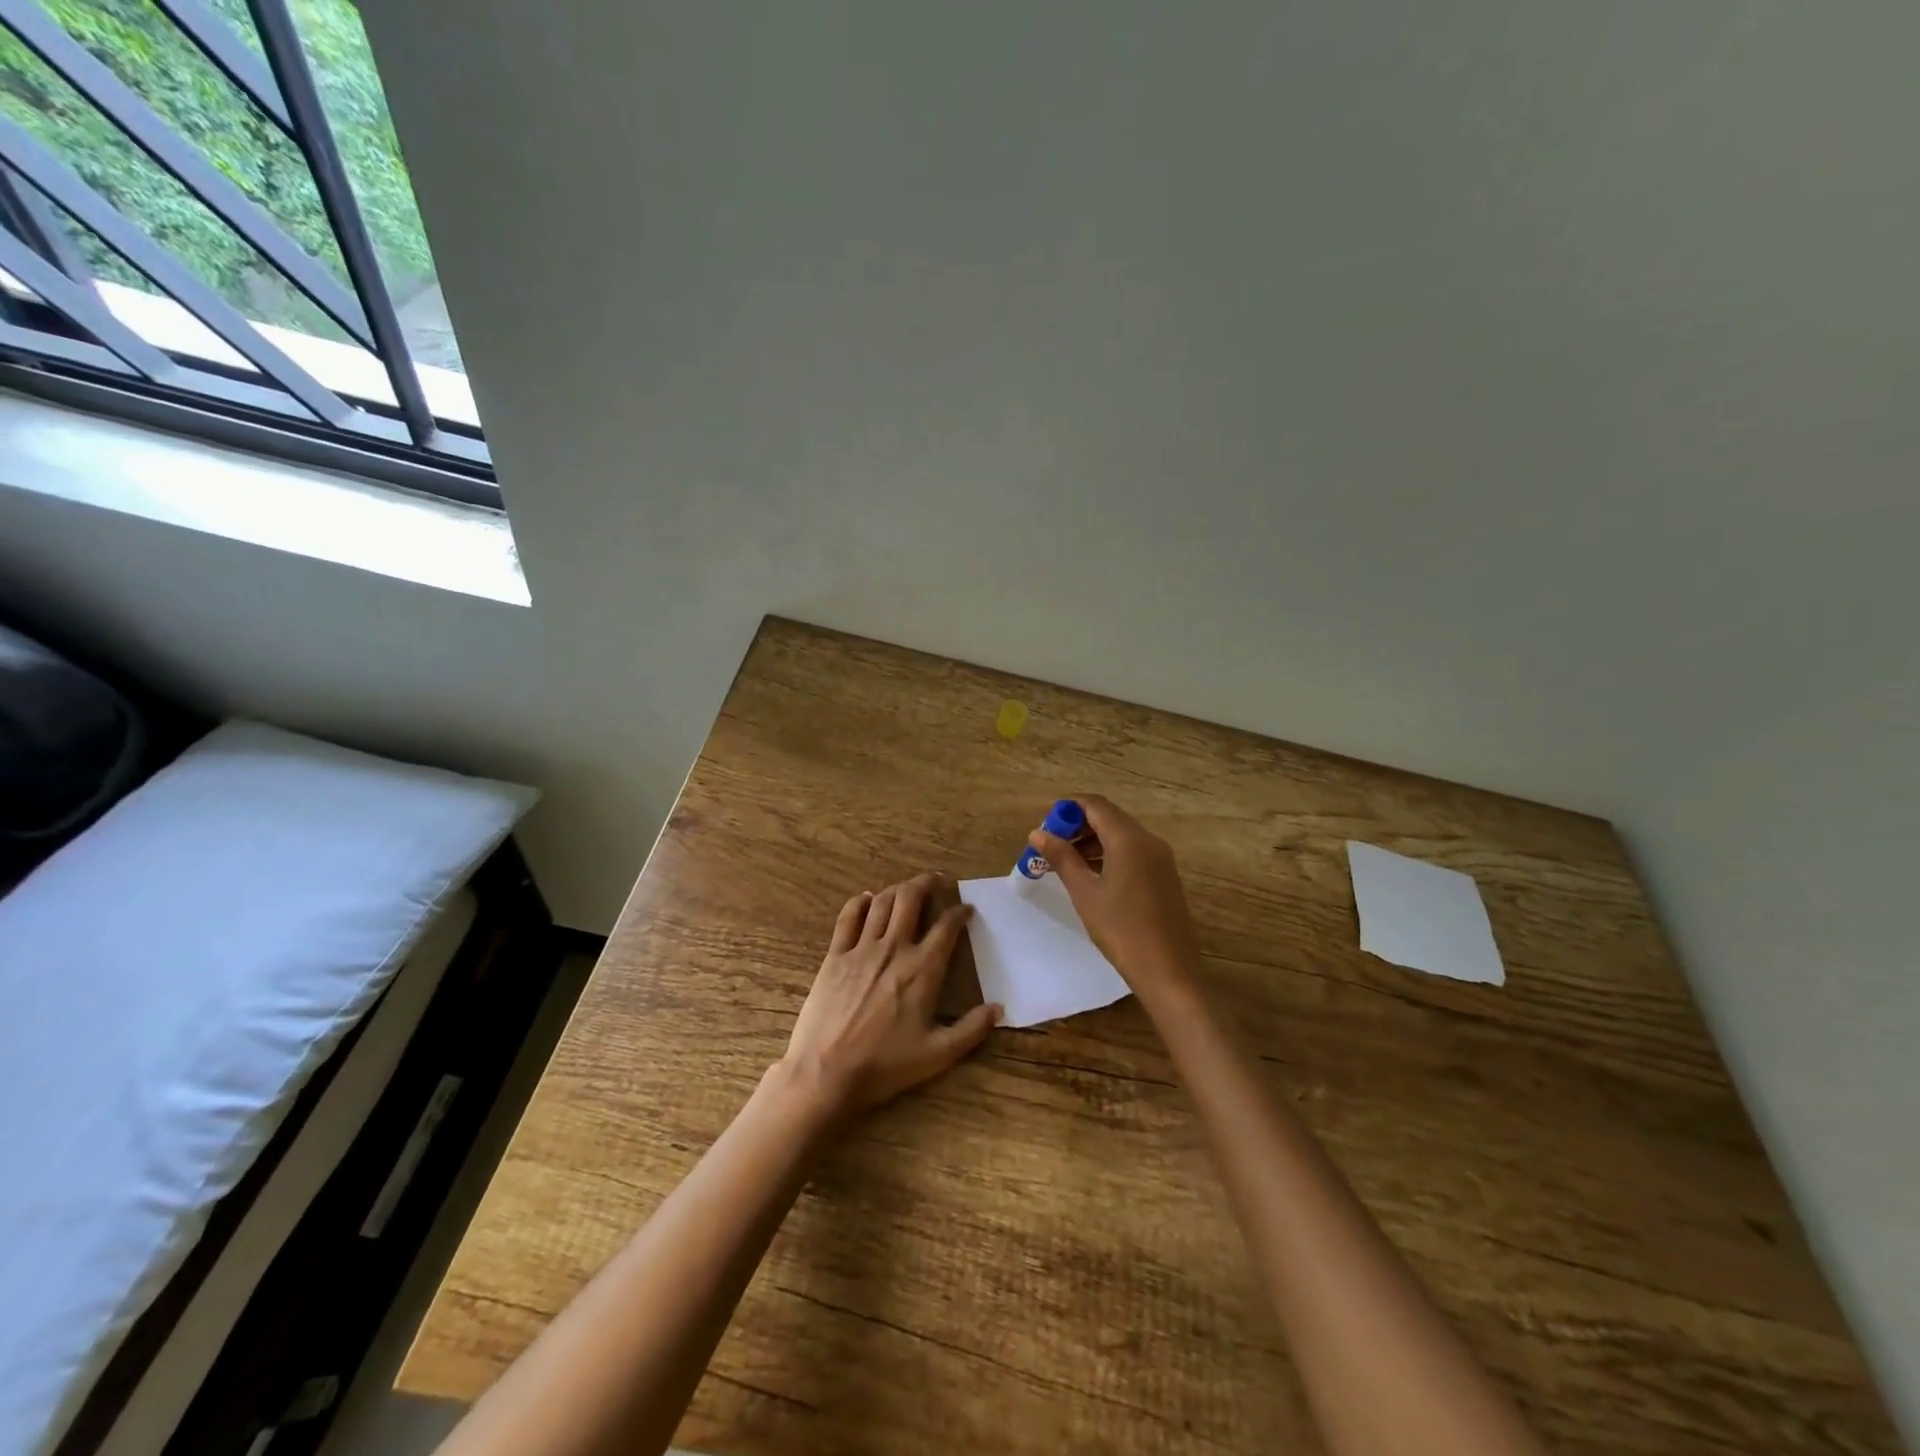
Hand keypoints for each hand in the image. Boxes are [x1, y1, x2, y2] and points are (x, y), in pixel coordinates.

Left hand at [780, 872, 1000, 1117]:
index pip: (946, 926)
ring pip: (882, 902)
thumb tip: (999, 1008)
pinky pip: (848, 917)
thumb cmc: (884, 1065)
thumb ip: (971, 1029)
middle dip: (927, 883)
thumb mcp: (937, 1055)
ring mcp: (861, 949)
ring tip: (908, 888)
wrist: (825, 1072)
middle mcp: (894, 948)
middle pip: (911, 898)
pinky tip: (867, 899)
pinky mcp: (835, 955)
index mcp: (923, 969)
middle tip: (937, 880)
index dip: (960, 912)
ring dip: (898, 888)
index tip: (967, 909)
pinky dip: (860, 902)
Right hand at [1028, 795, 1200, 1001]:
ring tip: (1065, 864)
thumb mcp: (1084, 892)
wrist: (1168, 970)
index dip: (1068, 809)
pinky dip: (1109, 854)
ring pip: (1121, 835)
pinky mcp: (1164, 876)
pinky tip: (1091, 877)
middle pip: (1109, 817)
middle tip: (1051, 847)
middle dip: (1078, 826)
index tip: (1045, 826)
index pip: (1095, 804)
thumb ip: (1061, 857)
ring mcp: (1160, 858)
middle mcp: (1148, 840)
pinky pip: (1133, 852)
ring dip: (1092, 841)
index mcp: (1129, 838)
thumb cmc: (1121, 929)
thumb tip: (1038, 833)